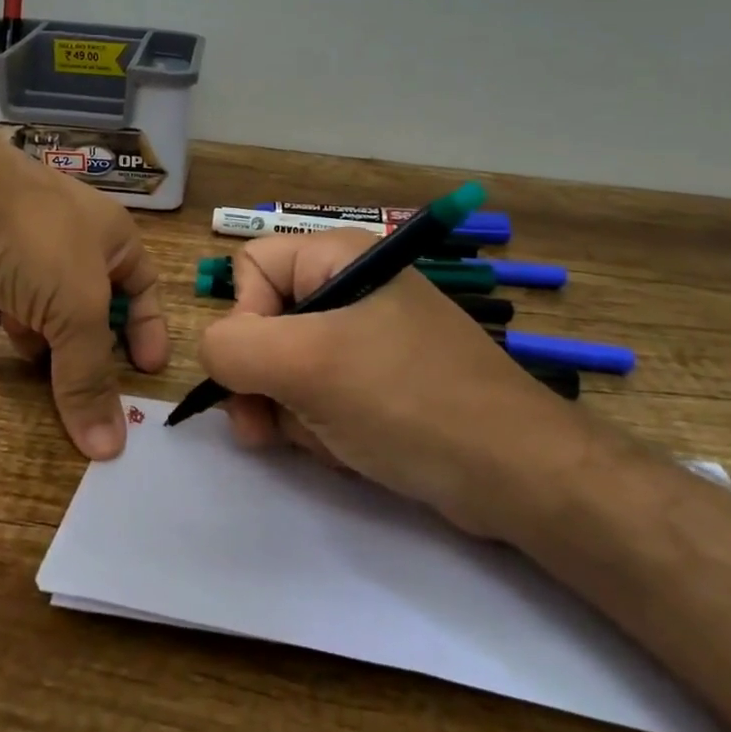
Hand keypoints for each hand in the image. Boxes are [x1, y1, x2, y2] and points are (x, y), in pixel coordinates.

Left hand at [0, 114, 168, 458]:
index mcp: (108, 233)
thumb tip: (111, 447)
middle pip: (82, 302)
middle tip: (63, 370)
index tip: (145, 371)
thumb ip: (89, 377)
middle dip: (70, 336)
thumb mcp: (75, 310)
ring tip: (10, 324)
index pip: (143, 286)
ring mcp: (15, 234)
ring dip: (23, 321)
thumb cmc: (31, 240)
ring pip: (32, 300)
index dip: (147, 328)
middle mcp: (67, 231)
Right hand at [196, 229, 592, 538]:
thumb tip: (215, 353)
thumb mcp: (305, 366)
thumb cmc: (405, 400)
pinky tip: (346, 449)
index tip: (263, 369)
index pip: (250, 267)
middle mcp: (350, 288)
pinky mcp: (381, 382)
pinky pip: (321, 395)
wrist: (515, 473)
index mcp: (337, 258)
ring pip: (288, 367)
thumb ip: (233, 348)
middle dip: (261, 380)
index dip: (243, 319)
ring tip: (323, 440)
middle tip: (263, 428)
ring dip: (289, 410)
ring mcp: (368, 338)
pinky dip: (320, 426)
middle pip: (265, 322)